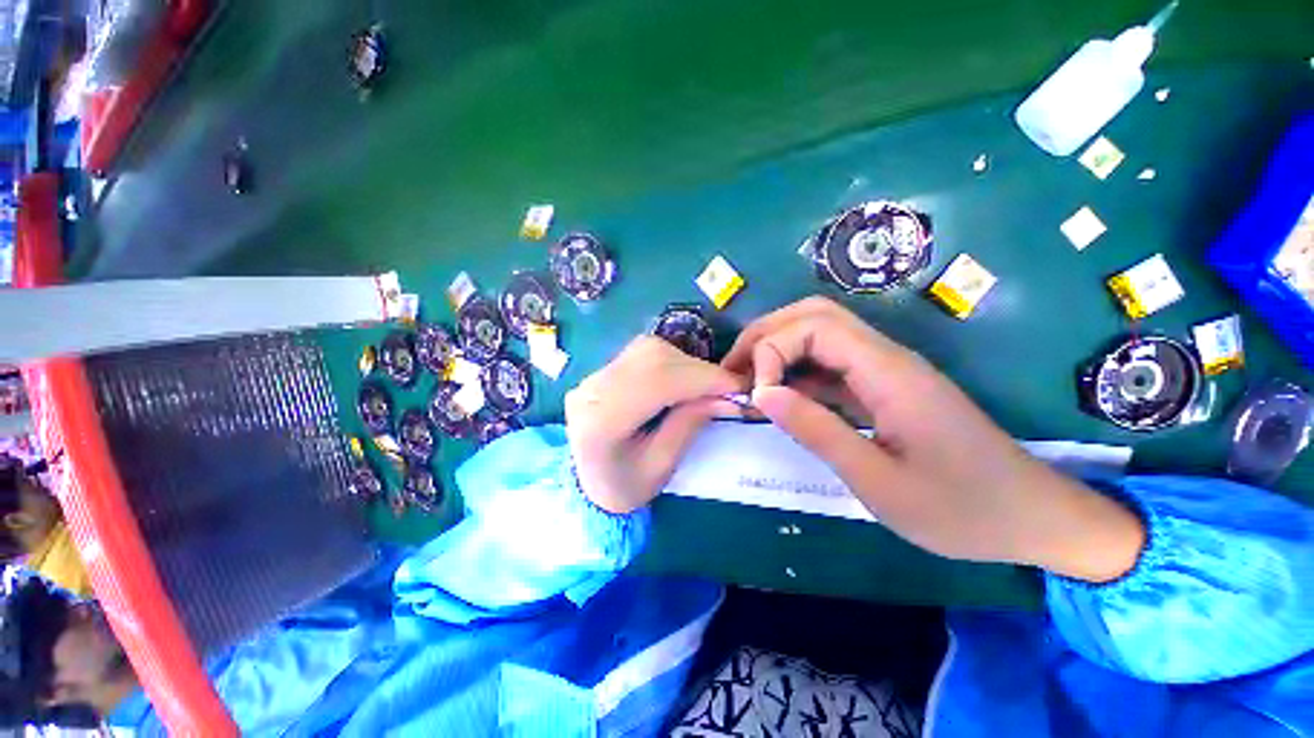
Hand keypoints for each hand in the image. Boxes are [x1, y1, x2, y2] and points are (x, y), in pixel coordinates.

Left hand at [566, 336, 747, 513]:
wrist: (585, 485)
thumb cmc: (624, 487)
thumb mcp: (660, 467)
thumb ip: (689, 425)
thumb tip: (724, 396)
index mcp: (601, 420)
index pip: (659, 381)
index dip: (703, 378)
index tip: (739, 387)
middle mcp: (593, 388)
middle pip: (654, 358)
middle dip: (699, 370)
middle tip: (728, 388)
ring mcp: (594, 375)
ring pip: (650, 349)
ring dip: (687, 364)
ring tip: (706, 387)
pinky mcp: (601, 371)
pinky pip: (643, 353)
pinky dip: (673, 362)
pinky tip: (684, 380)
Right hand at [724, 297, 1144, 582]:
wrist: (1030, 517)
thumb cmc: (960, 509)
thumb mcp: (878, 480)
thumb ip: (816, 430)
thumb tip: (762, 393)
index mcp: (888, 372)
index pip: (814, 326)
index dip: (772, 350)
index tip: (756, 395)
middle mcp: (885, 357)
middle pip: (813, 315)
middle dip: (765, 336)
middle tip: (734, 371)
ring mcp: (884, 370)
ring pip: (819, 335)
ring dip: (776, 351)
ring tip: (748, 384)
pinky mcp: (882, 387)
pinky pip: (829, 365)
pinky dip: (795, 374)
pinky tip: (779, 399)